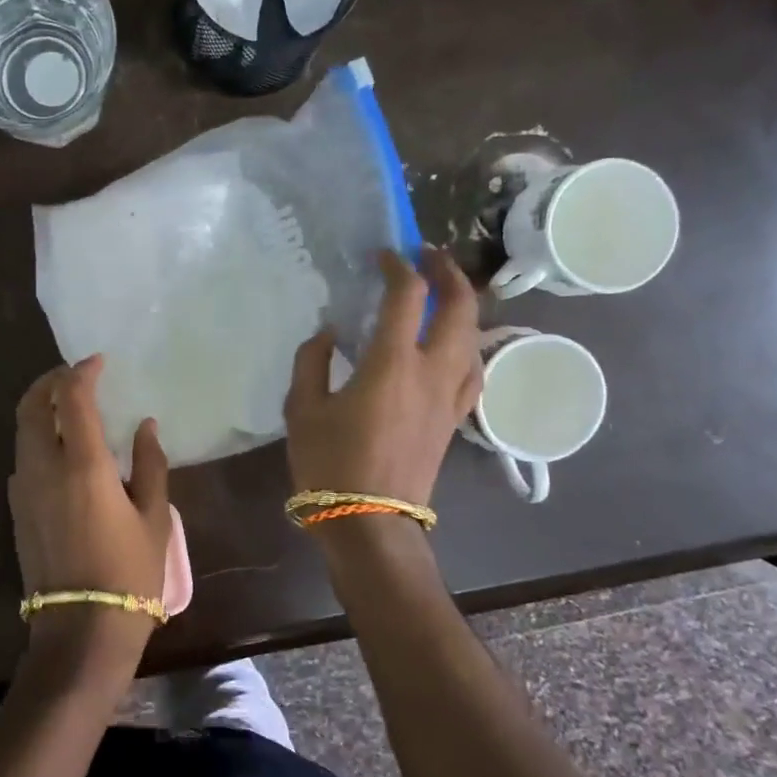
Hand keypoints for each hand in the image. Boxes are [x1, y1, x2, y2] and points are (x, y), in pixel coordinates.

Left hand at [9, 355, 170, 695]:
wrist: (82, 629)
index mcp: (82, 466)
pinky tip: (60, 448)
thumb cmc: (130, 573)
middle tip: (73, 374)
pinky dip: (35, 437)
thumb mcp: (154, 517)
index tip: (97, 361)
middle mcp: (44, 469)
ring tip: (67, 406)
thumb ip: (150, 464)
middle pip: (30, 407)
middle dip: (49, 382)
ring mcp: (24, 491)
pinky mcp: (17, 511)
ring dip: (38, 408)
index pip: (71, 399)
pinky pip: (21, 458)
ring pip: (20, 432)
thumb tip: (145, 426)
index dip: (82, 372)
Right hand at [284, 247, 480, 508]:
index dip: (399, 266)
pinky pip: (472, 369)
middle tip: (429, 256)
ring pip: (474, 337)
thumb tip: (329, 334)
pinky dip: (467, 345)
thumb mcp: (302, 409)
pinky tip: (453, 345)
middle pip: (460, 307)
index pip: (408, 296)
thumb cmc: (330, 464)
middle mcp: (431, 371)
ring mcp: (449, 396)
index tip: (384, 254)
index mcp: (392, 363)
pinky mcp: (454, 419)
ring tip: (445, 293)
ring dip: (464, 306)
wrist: (370, 523)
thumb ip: (312, 362)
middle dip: (448, 273)